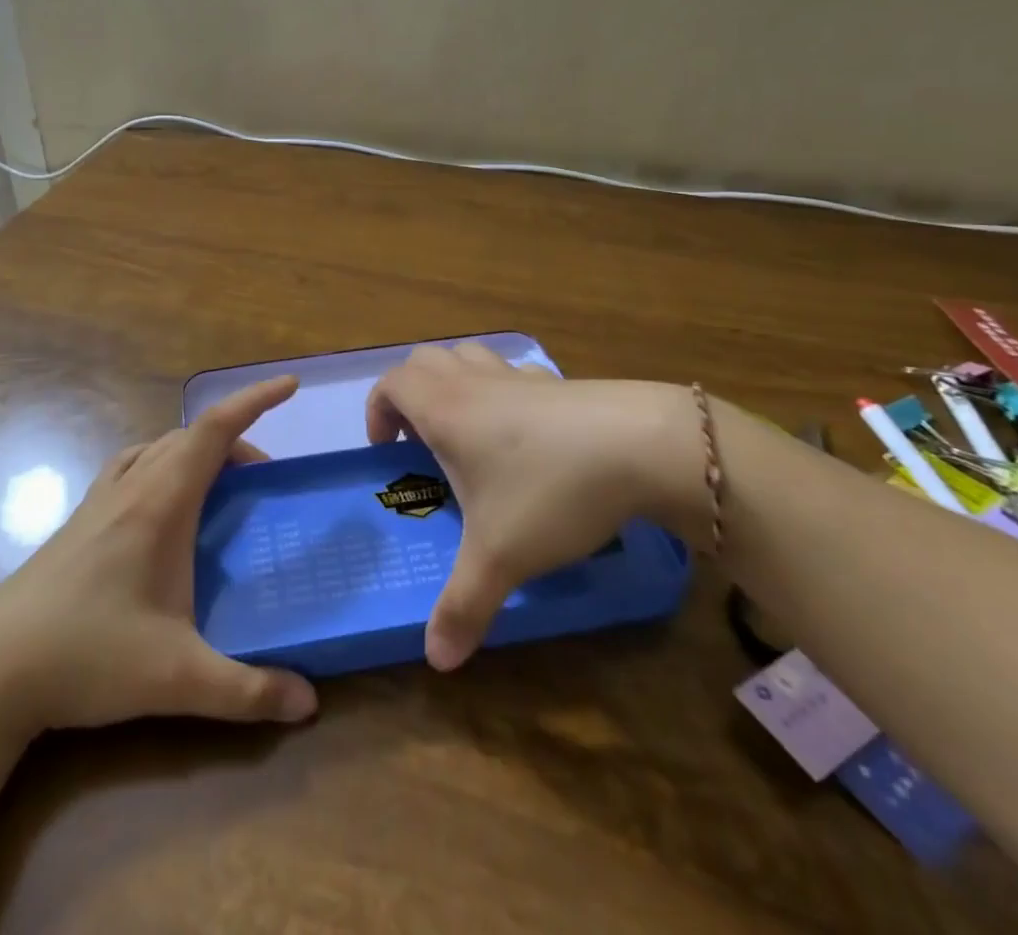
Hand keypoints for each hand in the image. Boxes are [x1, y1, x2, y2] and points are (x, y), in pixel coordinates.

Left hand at [0, 377, 317, 735]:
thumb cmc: (86, 657)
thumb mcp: (175, 680)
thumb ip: (246, 691)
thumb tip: (309, 704)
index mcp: (160, 503)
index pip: (214, 429)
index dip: (254, 400)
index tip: (289, 384)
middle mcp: (131, 488)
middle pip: (190, 436)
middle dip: (236, 442)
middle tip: (265, 482)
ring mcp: (99, 501)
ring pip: (158, 448)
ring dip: (196, 451)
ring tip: (220, 488)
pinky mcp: (79, 521)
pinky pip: (132, 467)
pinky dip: (162, 464)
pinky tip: (162, 508)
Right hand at [365, 345, 708, 670]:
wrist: (640, 446)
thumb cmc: (550, 491)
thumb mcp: (500, 557)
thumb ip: (462, 606)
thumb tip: (436, 661)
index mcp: (445, 410)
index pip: (391, 384)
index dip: (378, 411)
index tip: (388, 452)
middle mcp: (474, 383)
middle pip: (424, 360)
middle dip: (411, 394)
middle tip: (421, 440)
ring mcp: (518, 376)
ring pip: (468, 356)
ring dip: (454, 383)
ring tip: (467, 431)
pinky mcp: (557, 382)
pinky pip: (513, 373)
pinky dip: (502, 391)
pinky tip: (524, 433)